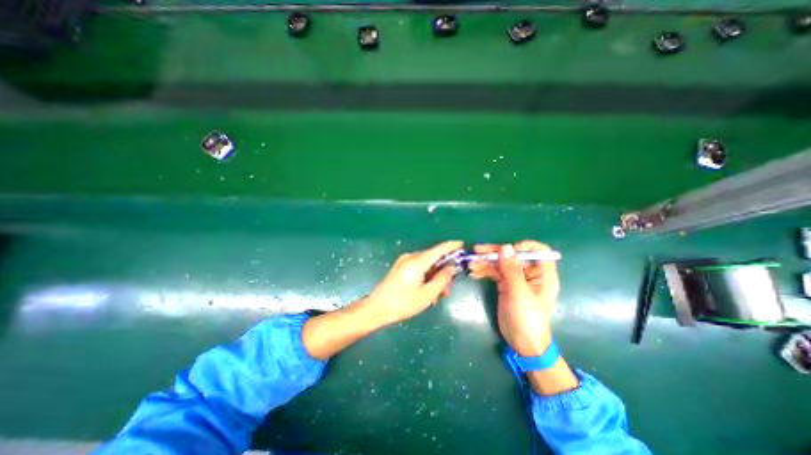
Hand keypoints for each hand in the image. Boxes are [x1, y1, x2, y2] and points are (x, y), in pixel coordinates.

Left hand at [359, 240, 465, 328]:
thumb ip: (441, 280)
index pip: (439, 249)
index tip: (463, 244)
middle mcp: (411, 257)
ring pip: (427, 264)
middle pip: (433, 258)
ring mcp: (404, 261)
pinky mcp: (401, 266)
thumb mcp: (426, 295)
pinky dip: (426, 276)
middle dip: (443, 271)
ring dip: (435, 276)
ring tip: (436, 296)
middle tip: (447, 290)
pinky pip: (419, 267)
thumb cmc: (402, 304)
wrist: (376, 308)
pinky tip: (427, 291)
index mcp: (417, 262)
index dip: (452, 246)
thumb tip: (451, 267)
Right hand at [470, 239, 557, 356]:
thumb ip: (512, 269)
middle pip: (513, 255)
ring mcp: (516, 279)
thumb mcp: (519, 292)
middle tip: (476, 251)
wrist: (522, 342)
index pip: (537, 250)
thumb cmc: (527, 318)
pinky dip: (485, 271)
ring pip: (501, 264)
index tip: (507, 250)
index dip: (523, 246)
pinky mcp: (506, 285)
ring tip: (471, 264)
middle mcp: (530, 273)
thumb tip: (505, 247)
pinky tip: (474, 272)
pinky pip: (495, 273)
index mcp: (542, 273)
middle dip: (495, 253)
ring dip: (486, 262)